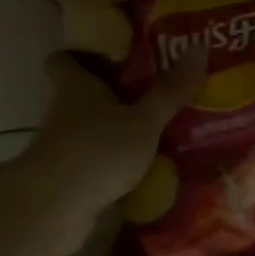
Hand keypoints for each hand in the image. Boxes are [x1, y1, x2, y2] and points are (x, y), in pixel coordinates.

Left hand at [25, 47, 206, 224]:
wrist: (54, 209)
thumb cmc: (97, 150)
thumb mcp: (143, 120)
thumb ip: (169, 91)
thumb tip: (200, 46)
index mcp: (75, 86)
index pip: (64, 59)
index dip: (82, 55)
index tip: (111, 55)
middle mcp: (64, 112)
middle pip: (82, 95)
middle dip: (112, 94)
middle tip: (153, 92)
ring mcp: (63, 147)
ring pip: (91, 130)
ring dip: (116, 131)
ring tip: (158, 131)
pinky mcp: (69, 178)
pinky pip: (96, 162)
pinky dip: (115, 164)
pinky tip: (146, 170)